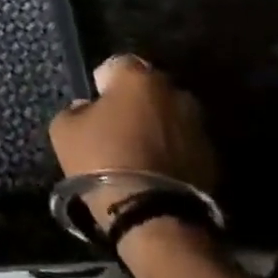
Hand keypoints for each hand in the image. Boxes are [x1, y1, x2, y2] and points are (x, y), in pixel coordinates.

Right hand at [48, 55, 217, 207]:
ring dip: (157, 125)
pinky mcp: (213, 158)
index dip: (104, 81)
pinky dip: (172, 150)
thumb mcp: (64, 129)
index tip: (95, 101)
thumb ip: (76, 110)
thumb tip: (89, 109)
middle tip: (117, 124)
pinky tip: (155, 169)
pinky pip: (184, 143)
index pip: (118, 63)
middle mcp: (174, 92)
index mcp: (138, 77)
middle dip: (135, 101)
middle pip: (150, 88)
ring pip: (170, 116)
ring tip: (138, 149)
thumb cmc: (101, 159)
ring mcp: (198, 125)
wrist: (151, 214)